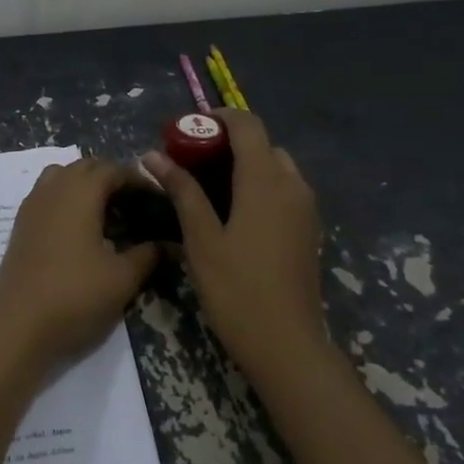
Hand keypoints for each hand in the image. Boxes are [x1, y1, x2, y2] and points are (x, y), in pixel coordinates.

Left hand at [0, 159, 160, 369]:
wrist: (17, 325)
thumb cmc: (75, 295)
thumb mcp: (122, 278)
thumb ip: (149, 255)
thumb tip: (170, 244)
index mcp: (80, 192)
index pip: (113, 169)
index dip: (138, 180)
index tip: (157, 199)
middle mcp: (53, 189)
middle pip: (85, 167)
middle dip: (111, 178)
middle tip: (135, 204)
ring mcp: (31, 206)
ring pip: (61, 177)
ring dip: (84, 185)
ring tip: (106, 212)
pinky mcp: (20, 225)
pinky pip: (46, 195)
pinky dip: (66, 200)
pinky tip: (79, 230)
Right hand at [143, 109, 326, 377]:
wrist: (287, 344)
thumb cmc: (237, 290)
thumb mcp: (201, 239)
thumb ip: (182, 191)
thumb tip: (154, 155)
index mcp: (266, 181)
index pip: (248, 125)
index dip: (217, 118)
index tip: (186, 130)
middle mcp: (292, 185)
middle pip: (262, 144)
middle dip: (227, 143)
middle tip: (190, 160)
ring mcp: (305, 208)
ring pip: (276, 167)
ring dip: (245, 164)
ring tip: (207, 185)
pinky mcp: (308, 229)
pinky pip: (284, 190)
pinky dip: (259, 185)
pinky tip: (233, 211)